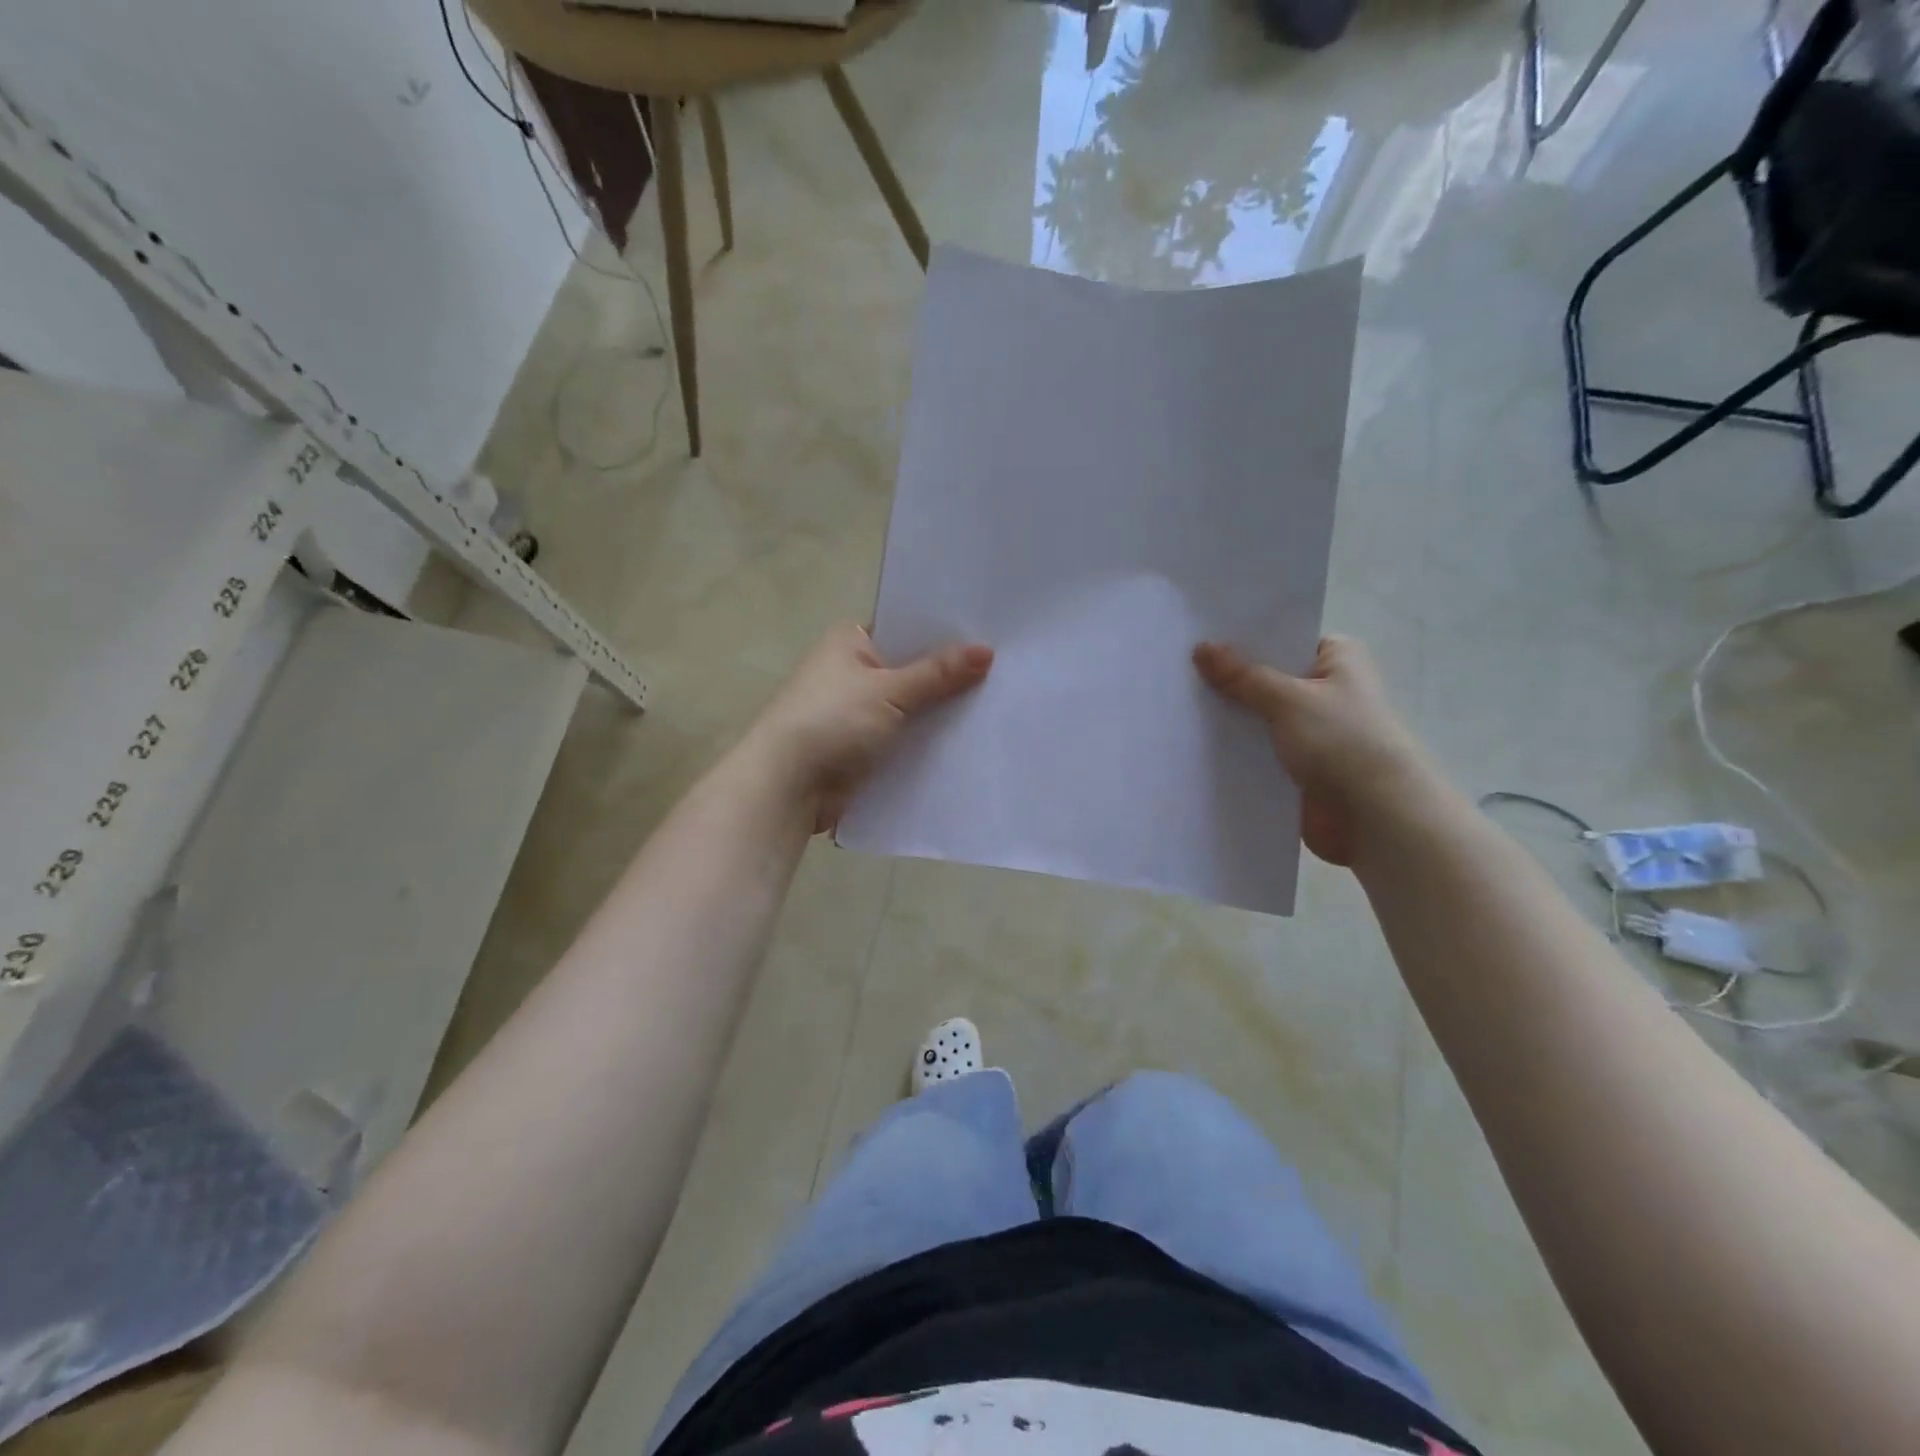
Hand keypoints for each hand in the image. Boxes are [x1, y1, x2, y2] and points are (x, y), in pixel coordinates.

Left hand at [743, 623, 992, 832]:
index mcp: (851, 642)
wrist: (786, 787)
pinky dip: (928, 741)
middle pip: (913, 669)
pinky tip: (969, 741)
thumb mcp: (888, 691)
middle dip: (950, 676)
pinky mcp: (864, 748)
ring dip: (941, 712)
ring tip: (999, 705)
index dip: (945, 632)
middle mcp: (854, 672)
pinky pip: (905, 738)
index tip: (991, 634)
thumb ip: (938, 673)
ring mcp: (858, 712)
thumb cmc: (831, 722)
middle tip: (1007, 670)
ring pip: (912, 707)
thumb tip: (986, 650)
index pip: (906, 627)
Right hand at [1193, 635, 1432, 865]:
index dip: (1242, 638)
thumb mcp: (1288, 700)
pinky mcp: (1298, 766)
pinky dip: (1235, 749)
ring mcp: (1311, 730)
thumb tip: (1201, 648)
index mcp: (1338, 659)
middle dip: (1228, 679)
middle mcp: (1326, 689)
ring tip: (1175, 705)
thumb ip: (1242, 676)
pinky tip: (1193, 743)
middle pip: (1266, 677)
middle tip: (1175, 668)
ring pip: (1259, 716)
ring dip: (1229, 717)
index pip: (1282, 638)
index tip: (1196, 636)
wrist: (1376, 818)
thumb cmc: (1343, 742)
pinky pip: (1258, 749)